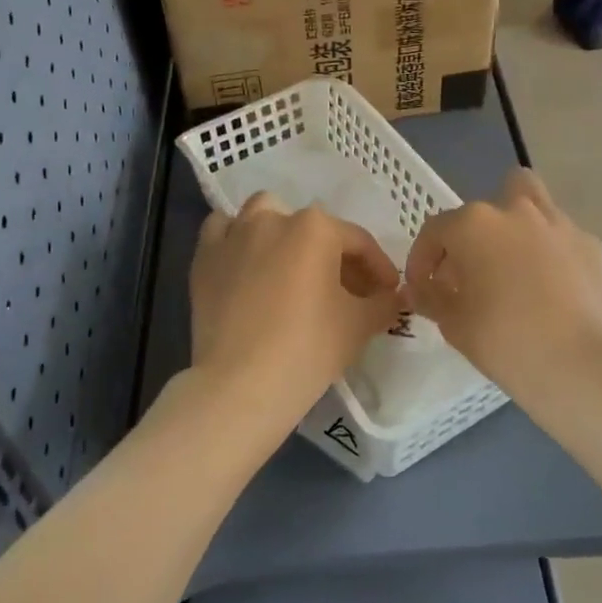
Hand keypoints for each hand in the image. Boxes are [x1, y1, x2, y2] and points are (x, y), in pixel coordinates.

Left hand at [189, 193, 402, 444]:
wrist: (240, 386)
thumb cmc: (308, 349)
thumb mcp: (359, 326)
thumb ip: (384, 304)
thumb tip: (395, 297)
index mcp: (316, 228)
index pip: (359, 242)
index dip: (379, 269)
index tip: (388, 294)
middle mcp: (273, 218)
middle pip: (314, 230)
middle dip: (334, 256)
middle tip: (346, 292)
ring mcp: (234, 235)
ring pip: (264, 216)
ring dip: (283, 233)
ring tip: (292, 267)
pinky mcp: (205, 258)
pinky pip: (222, 232)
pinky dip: (236, 239)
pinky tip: (246, 262)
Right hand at [406, 170, 601, 409]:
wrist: (581, 365)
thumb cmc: (505, 340)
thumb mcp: (453, 324)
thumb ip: (430, 297)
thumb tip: (419, 288)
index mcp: (474, 224)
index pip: (434, 230)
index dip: (422, 260)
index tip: (423, 289)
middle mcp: (515, 211)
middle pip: (484, 208)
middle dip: (472, 235)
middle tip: (471, 273)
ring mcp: (558, 224)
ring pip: (530, 202)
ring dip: (515, 226)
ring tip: (513, 264)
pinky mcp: (591, 245)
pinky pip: (560, 237)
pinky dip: (550, 253)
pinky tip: (552, 288)